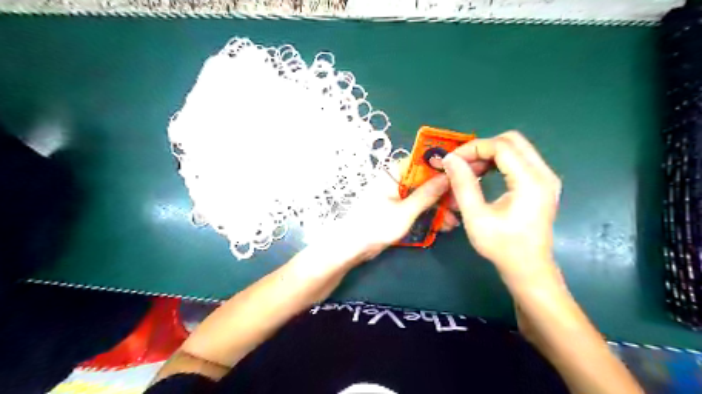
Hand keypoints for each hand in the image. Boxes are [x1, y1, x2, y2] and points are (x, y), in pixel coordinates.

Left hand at [331, 159, 461, 263]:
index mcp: (394, 174)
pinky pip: (417, 206)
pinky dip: (429, 213)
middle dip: (443, 193)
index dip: (442, 167)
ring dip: (439, 207)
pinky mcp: (397, 208)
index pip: (422, 162)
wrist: (352, 247)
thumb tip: (448, 176)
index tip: (462, 174)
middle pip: (425, 180)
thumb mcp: (405, 211)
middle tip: (460, 206)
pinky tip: (442, 225)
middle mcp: (396, 180)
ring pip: (423, 194)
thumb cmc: (376, 226)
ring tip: (453, 222)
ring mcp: (397, 195)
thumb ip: (427, 194)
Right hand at [443, 132, 563, 283]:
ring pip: (516, 148)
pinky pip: (520, 160)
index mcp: (530, 181)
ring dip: (490, 153)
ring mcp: (546, 178)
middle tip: (461, 163)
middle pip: (512, 140)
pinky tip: (483, 174)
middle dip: (482, 147)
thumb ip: (463, 184)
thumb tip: (450, 159)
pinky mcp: (542, 184)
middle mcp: (544, 174)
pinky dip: (499, 161)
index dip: (473, 148)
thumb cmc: (501, 246)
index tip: (452, 161)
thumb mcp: (476, 216)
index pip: (501, 146)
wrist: (528, 268)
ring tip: (469, 170)